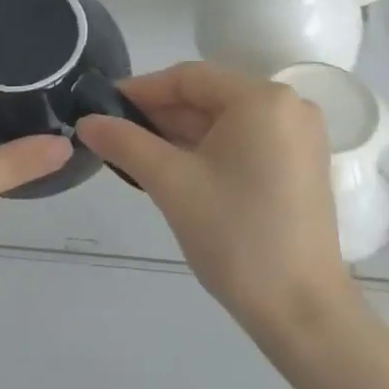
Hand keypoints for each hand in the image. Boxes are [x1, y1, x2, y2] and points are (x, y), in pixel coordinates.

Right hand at [76, 62, 356, 343]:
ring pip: (226, 122)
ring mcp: (299, 138)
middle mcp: (288, 106)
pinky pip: (245, 142)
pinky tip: (174, 168)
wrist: (302, 311)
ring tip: (135, 153)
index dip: (142, 89)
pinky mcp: (300, 166)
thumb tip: (87, 121)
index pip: (190, 77)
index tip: (103, 107)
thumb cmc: (235, 236)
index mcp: (262, 99)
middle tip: (114, 134)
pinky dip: (208, 151)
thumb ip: (126, 143)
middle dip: (160, 115)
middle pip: (209, 97)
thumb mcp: (172, 184)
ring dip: (181, 134)